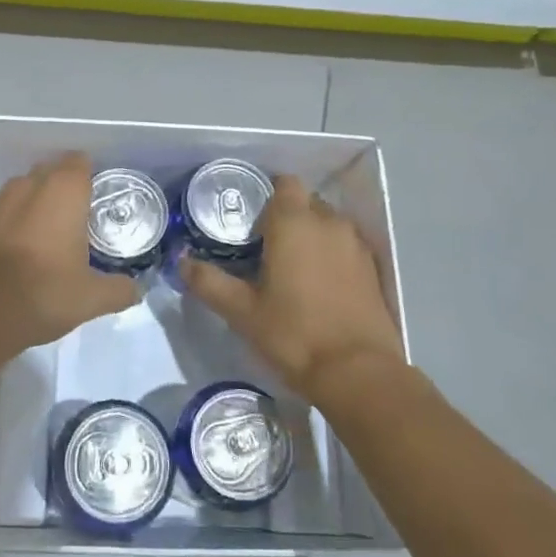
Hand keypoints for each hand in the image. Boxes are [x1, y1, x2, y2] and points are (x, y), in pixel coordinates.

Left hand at [0, 152, 139, 361]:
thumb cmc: (41, 296)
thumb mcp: (92, 300)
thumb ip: (120, 290)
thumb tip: (137, 290)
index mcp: (61, 193)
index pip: (79, 162)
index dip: (90, 176)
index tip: (98, 199)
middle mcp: (27, 188)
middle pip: (50, 172)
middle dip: (63, 188)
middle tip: (79, 219)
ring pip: (22, 191)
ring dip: (35, 204)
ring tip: (48, 236)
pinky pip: (0, 213)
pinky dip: (11, 224)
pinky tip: (16, 253)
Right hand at [182, 175, 407, 406]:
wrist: (357, 373)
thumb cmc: (293, 335)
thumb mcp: (241, 312)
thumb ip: (209, 282)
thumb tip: (181, 262)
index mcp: (294, 223)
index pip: (284, 183)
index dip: (267, 196)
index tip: (251, 223)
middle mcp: (329, 223)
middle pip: (306, 202)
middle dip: (287, 217)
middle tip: (265, 249)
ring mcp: (356, 245)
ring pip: (328, 225)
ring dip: (311, 236)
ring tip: (292, 269)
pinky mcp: (373, 269)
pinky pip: (346, 247)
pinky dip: (332, 256)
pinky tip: (320, 286)